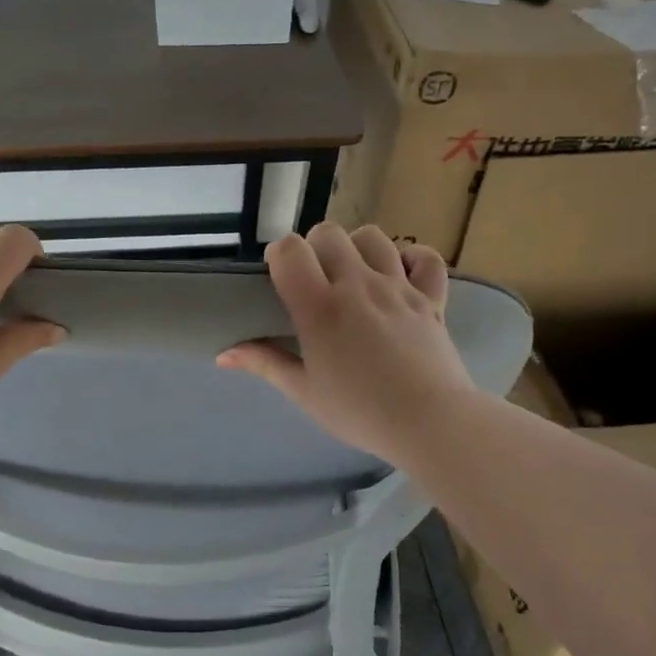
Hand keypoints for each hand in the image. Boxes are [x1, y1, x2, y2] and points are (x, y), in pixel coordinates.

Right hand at [217, 223, 480, 462]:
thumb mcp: (304, 391)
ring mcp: (398, 286)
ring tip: (354, 275)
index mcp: (320, 307)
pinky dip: (412, 258)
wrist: (430, 423)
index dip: (279, 255)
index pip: (289, 249)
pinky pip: (425, 258)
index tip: (280, 276)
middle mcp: (357, 284)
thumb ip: (265, 363)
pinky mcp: (432, 297)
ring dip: (357, 248)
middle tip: (315, 280)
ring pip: (373, 237)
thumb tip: (223, 355)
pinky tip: (400, 274)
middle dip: (315, 247)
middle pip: (329, 233)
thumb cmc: (360, 412)